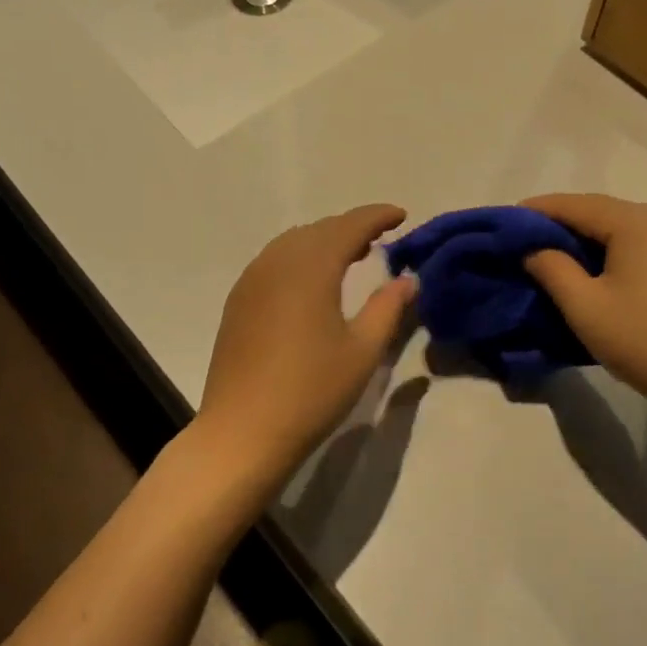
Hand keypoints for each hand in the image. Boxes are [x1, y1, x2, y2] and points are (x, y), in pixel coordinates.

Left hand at [197, 205, 416, 481]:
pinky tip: (311, 282)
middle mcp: (276, 263)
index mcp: (310, 268)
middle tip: (380, 239)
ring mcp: (251, 281)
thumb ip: (387, 307)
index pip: (348, 226)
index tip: (401, 215)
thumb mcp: (362, 351)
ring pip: (292, 243)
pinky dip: (300, 258)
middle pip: (318, 230)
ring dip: (324, 241)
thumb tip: (408, 279)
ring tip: (351, 256)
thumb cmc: (311, 391)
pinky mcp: (238, 302)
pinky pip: (273, 262)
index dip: (376, 216)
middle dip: (351, 227)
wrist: (243, 430)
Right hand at [520, 193, 646, 422]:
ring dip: (591, 238)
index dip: (539, 210)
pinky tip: (598, 267)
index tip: (508, 219)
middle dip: (565, 224)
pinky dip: (617, 250)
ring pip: (626, 228)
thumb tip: (533, 248)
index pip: (578, 205)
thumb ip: (551, 267)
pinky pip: (646, 243)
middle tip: (527, 240)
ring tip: (556, 254)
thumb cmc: (643, 340)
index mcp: (640, 221)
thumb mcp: (584, 306)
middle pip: (604, 212)